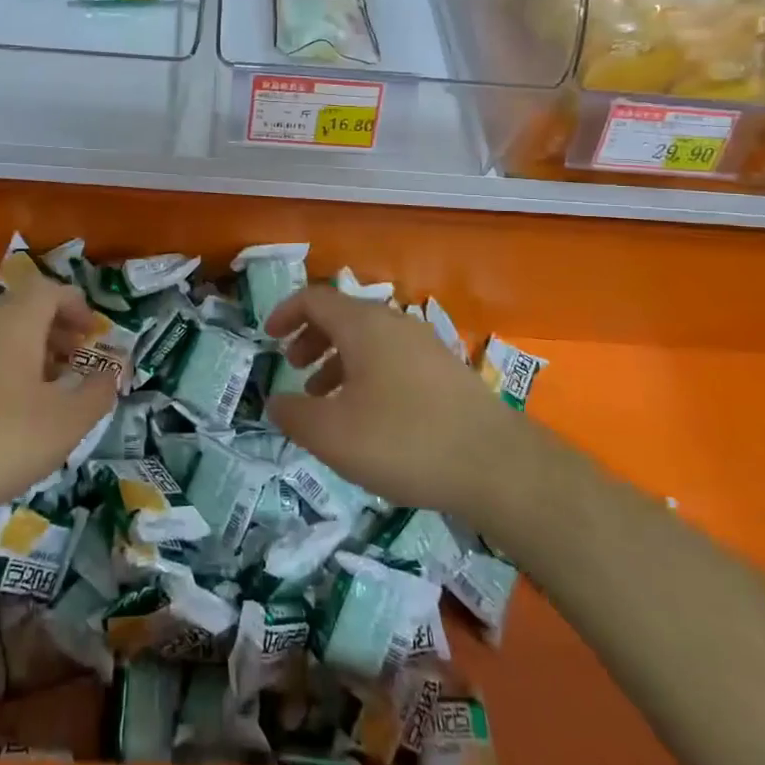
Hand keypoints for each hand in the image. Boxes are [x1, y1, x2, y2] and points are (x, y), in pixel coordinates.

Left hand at [0, 279, 116, 533]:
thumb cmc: (3, 441)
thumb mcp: (67, 422)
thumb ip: (98, 391)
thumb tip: (114, 371)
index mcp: (16, 321)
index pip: (50, 290)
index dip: (77, 306)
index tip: (94, 335)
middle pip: (26, 308)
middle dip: (57, 328)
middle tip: (79, 359)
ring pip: (2, 333)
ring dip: (32, 349)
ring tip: (51, 386)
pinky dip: (6, 366)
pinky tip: (14, 409)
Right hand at [263, 285, 516, 517]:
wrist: (497, 465)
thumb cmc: (403, 441)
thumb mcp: (332, 435)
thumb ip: (293, 415)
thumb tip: (275, 402)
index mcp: (364, 325)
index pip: (315, 299)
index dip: (285, 313)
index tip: (267, 336)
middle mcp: (395, 323)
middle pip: (342, 316)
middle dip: (311, 337)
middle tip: (293, 366)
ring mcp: (425, 345)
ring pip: (369, 340)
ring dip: (338, 360)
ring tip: (324, 398)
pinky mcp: (446, 371)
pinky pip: (393, 358)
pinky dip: (367, 374)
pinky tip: (368, 415)